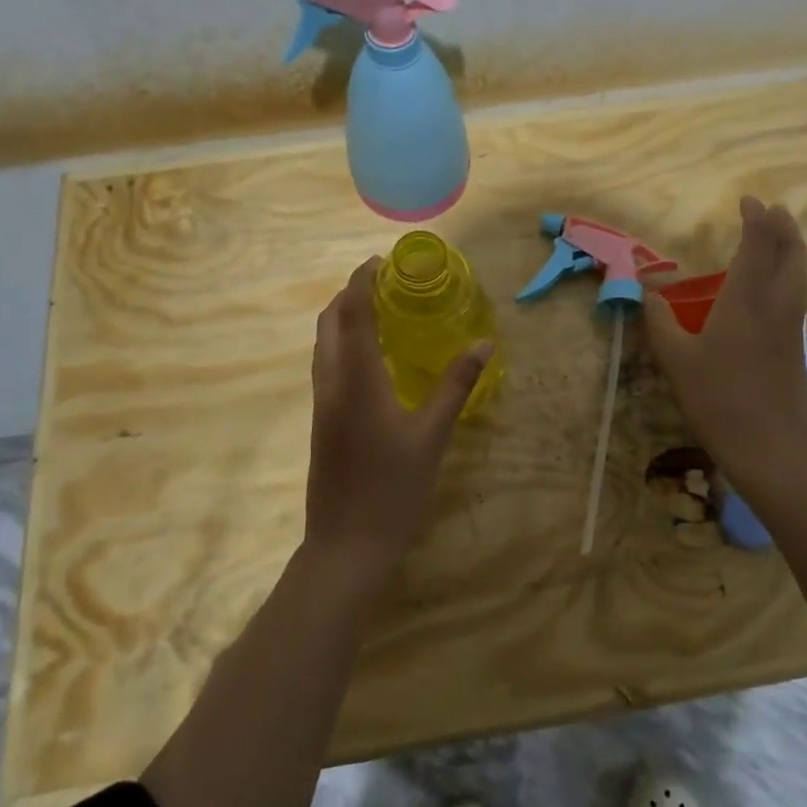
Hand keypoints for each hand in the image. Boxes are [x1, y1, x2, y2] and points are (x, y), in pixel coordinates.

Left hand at [303, 257, 492, 576]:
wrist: (346, 546)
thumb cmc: (393, 489)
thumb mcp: (432, 436)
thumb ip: (455, 385)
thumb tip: (483, 343)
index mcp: (356, 380)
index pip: (354, 314)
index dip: (362, 282)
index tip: (380, 260)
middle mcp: (331, 383)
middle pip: (329, 323)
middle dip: (350, 294)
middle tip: (382, 281)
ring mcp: (322, 403)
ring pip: (324, 344)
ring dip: (343, 318)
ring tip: (378, 309)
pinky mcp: (322, 421)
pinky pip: (327, 365)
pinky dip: (343, 343)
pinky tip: (371, 356)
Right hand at [643, 197, 806, 497]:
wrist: (770, 446)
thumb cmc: (718, 398)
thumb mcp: (676, 360)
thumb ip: (658, 323)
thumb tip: (645, 294)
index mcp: (745, 301)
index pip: (756, 247)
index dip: (756, 221)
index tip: (749, 201)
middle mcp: (774, 305)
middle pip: (789, 254)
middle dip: (782, 227)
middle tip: (772, 211)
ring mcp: (790, 326)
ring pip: (799, 274)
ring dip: (792, 248)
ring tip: (780, 236)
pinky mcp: (795, 346)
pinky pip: (797, 294)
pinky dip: (791, 274)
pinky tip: (779, 285)